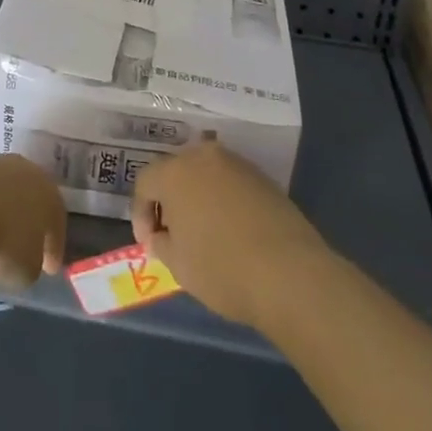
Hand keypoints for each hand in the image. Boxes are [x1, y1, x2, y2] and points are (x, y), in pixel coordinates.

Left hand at [0, 154, 66, 292]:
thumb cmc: (0, 240)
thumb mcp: (24, 270)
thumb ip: (31, 264)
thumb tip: (26, 261)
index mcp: (48, 194)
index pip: (57, 220)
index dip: (54, 246)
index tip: (50, 268)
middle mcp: (23, 171)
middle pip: (29, 196)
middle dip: (27, 220)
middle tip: (22, 245)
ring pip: (0, 189)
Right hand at [132, 138, 329, 328]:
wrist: (290, 274)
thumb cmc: (222, 269)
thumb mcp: (179, 265)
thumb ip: (162, 243)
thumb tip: (162, 236)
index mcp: (175, 172)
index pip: (145, 182)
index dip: (141, 213)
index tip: (149, 243)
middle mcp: (204, 157)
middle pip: (175, 171)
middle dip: (169, 200)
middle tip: (173, 232)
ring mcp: (237, 164)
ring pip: (205, 175)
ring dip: (198, 197)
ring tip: (203, 231)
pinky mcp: (263, 178)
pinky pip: (231, 183)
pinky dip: (224, 200)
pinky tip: (232, 230)